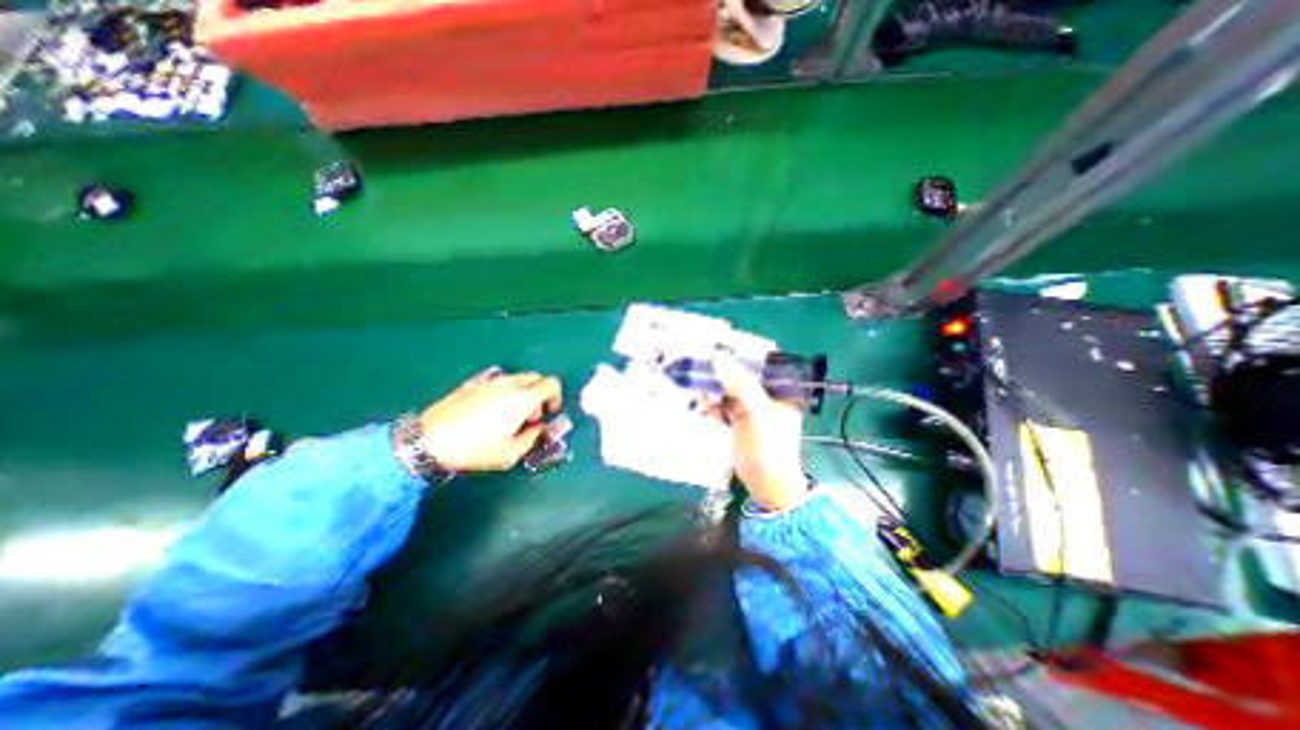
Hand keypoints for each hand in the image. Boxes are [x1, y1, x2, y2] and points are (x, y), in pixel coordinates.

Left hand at [414, 369, 561, 468]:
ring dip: (521, 393)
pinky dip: (502, 391)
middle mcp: (509, 384)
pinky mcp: (471, 383)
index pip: (551, 384)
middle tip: (530, 417)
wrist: (429, 440)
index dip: (556, 397)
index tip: (549, 413)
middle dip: (539, 395)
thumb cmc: (475, 449)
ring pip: (516, 379)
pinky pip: (496, 382)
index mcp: (523, 399)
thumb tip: (541, 429)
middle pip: (535, 378)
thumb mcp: (511, 453)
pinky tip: (488, 411)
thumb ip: (533, 438)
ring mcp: (489, 381)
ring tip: (508, 416)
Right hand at [717, 350, 809, 506]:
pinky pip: (722, 403)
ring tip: (704, 399)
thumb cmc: (770, 447)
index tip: (715, 347)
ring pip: (728, 387)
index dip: (738, 353)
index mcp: (781, 387)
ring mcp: (751, 405)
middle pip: (740, 373)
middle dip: (720, 373)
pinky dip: (713, 405)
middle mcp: (766, 392)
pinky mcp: (737, 417)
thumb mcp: (758, 413)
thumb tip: (718, 358)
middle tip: (701, 370)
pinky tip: (707, 410)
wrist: (766, 483)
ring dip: (714, 390)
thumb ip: (741, 385)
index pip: (759, 361)